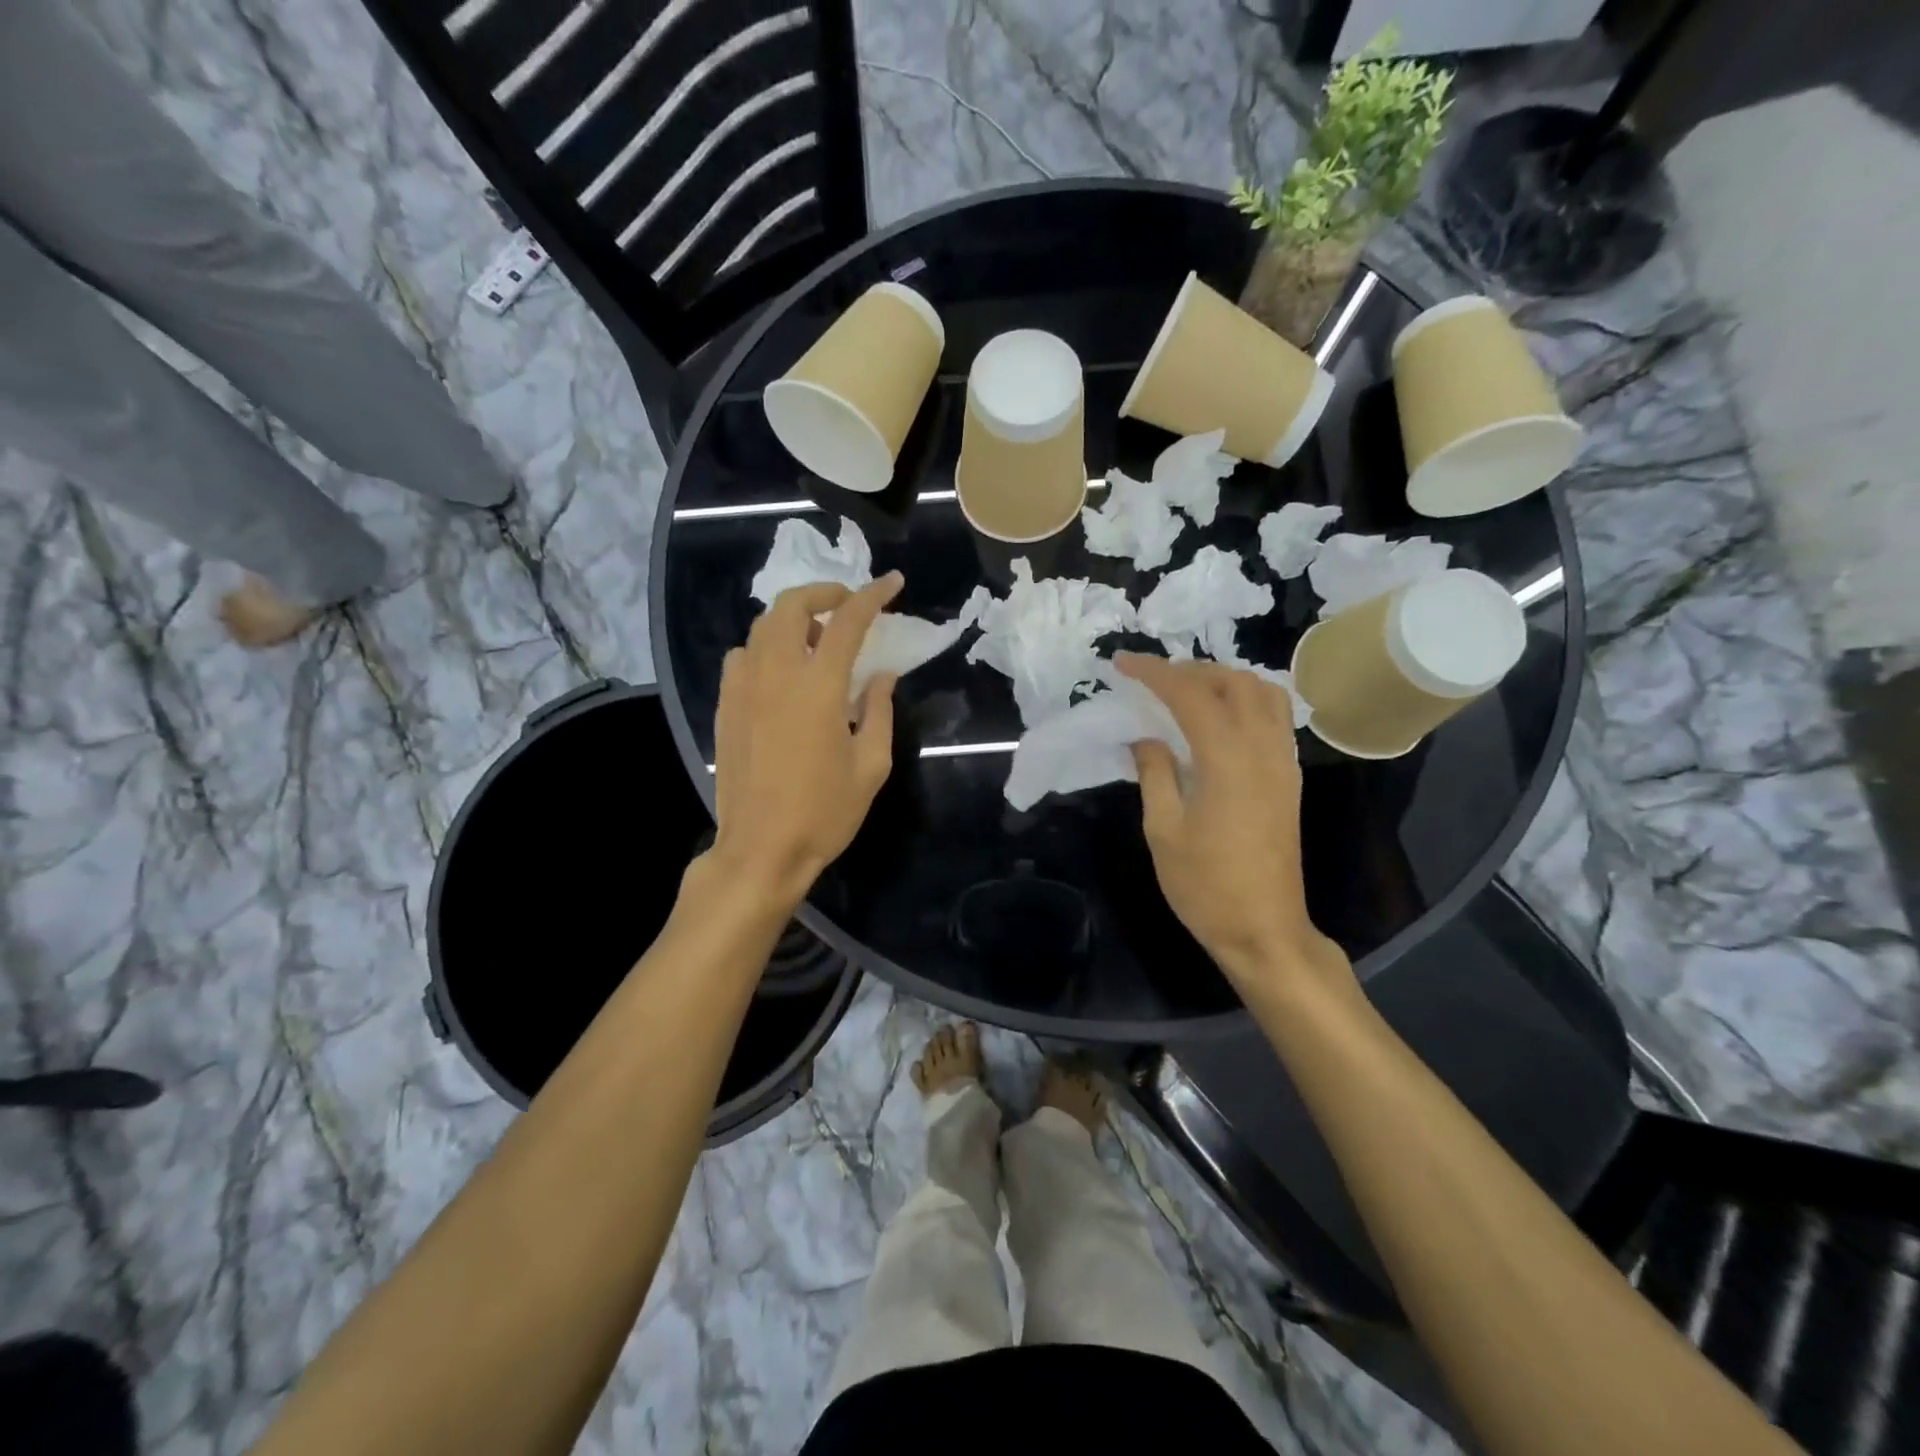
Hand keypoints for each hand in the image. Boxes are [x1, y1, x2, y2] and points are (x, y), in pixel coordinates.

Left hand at [706, 574, 903, 905]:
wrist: (761, 849)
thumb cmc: (824, 812)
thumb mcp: (871, 765)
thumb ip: (878, 710)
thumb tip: (882, 674)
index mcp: (818, 686)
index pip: (848, 621)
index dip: (873, 596)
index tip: (893, 583)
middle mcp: (775, 674)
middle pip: (791, 605)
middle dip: (823, 592)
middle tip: (847, 605)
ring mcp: (742, 688)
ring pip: (761, 626)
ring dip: (792, 619)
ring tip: (814, 640)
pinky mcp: (724, 706)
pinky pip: (741, 656)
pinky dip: (764, 648)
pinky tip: (779, 673)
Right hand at [1117, 655, 1348, 993]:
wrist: (1263, 928)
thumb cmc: (1205, 885)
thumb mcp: (1163, 830)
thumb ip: (1154, 773)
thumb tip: (1145, 738)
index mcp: (1227, 760)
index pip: (1190, 695)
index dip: (1154, 672)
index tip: (1122, 663)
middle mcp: (1263, 750)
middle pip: (1235, 682)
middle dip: (1191, 670)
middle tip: (1154, 681)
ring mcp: (1283, 763)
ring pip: (1265, 693)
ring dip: (1225, 680)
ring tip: (1188, 692)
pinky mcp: (1290, 778)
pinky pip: (1275, 718)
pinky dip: (1246, 701)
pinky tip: (1218, 720)